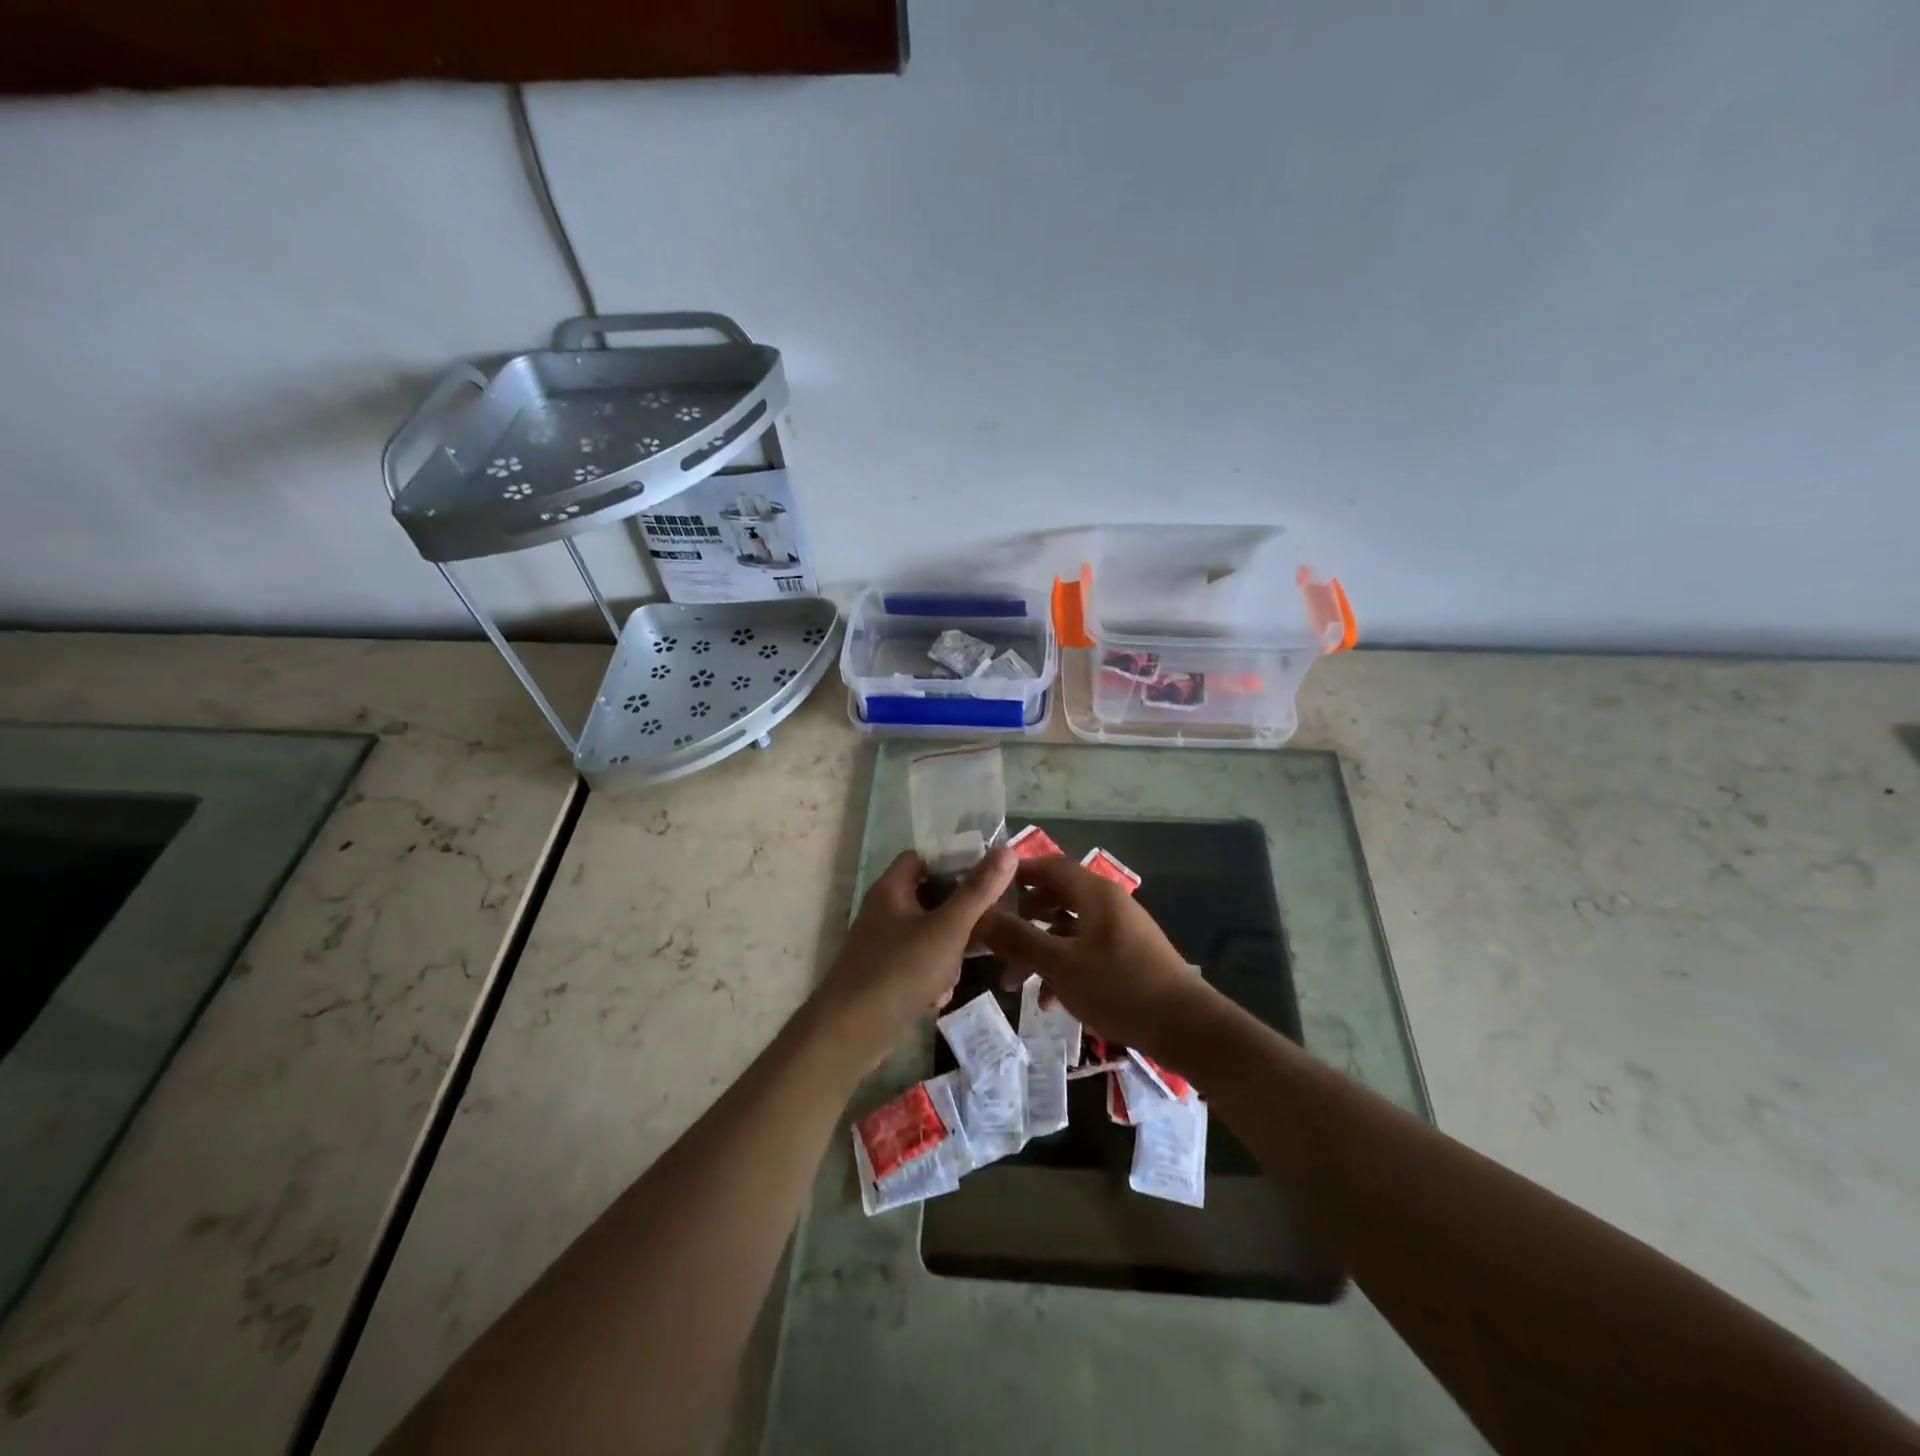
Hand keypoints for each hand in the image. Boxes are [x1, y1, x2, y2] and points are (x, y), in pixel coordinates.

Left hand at [810, 847, 1016, 1067]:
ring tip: (954, 974)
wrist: (850, 1033)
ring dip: (948, 954)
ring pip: (928, 936)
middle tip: (982, 931)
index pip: (923, 857)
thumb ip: (978, 891)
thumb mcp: (948, 928)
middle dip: (958, 917)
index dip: (953, 862)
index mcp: (892, 889)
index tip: (985, 878)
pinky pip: (918, 965)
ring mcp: (881, 945)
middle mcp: (883, 911)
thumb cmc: (900, 970)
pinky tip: (937, 999)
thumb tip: (1007, 849)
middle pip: (930, 898)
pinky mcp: (883, 975)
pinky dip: (931, 978)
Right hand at [978, 855, 1224, 1062]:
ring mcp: (1119, 931)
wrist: (1186, 1028)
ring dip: (1039, 953)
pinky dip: (1063, 970)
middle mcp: (1107, 904)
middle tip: (994, 943)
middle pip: (1055, 899)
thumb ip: (1018, 939)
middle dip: (1021, 922)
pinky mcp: (1127, 958)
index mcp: (1094, 893)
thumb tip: (978, 916)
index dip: (1015, 874)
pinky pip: (1085, 953)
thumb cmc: (1119, 987)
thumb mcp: (1060, 965)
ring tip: (1014, 986)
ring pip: (1067, 931)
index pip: (1048, 866)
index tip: (985, 892)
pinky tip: (1050, 1003)